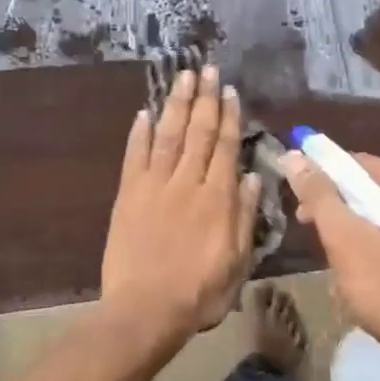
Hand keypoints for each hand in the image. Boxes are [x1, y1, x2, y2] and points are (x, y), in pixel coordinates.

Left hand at [100, 65, 261, 345]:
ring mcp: (154, 186)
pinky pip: (134, 156)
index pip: (225, 147)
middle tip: (207, 68)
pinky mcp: (127, 195)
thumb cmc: (199, 293)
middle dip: (204, 98)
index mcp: (217, 198)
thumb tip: (252, 176)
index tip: (230, 90)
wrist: (145, 311)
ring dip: (176, 104)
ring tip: (182, 77)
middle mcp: (186, 183)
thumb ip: (245, 216)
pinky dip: (139, 134)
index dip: (229, 116)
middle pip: (198, 132)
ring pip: (168, 135)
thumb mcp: (237, 262)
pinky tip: (144, 113)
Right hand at [278, 150, 379, 364]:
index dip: (323, 175)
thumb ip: (319, 195)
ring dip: (354, 226)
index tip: (298, 197)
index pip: (359, 163)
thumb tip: (295, 156)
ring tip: (331, 251)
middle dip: (337, 204)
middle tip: (308, 225)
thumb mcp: (345, 239)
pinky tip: (361, 268)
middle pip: (374, 188)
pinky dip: (376, 242)